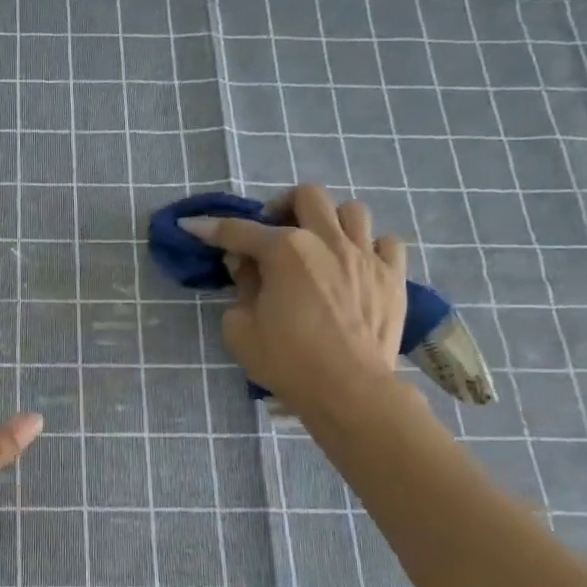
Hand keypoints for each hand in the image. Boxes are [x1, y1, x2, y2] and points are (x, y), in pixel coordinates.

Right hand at [179, 187, 410, 424]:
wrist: (348, 390)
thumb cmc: (287, 361)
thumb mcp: (241, 330)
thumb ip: (240, 290)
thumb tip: (245, 266)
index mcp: (285, 251)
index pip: (239, 231)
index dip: (212, 229)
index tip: (193, 226)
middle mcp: (327, 241)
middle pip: (307, 195)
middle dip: (283, 207)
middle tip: (273, 232)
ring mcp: (366, 256)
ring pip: (352, 211)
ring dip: (330, 222)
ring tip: (319, 245)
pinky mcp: (393, 276)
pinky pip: (387, 243)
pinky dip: (370, 248)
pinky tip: (357, 266)